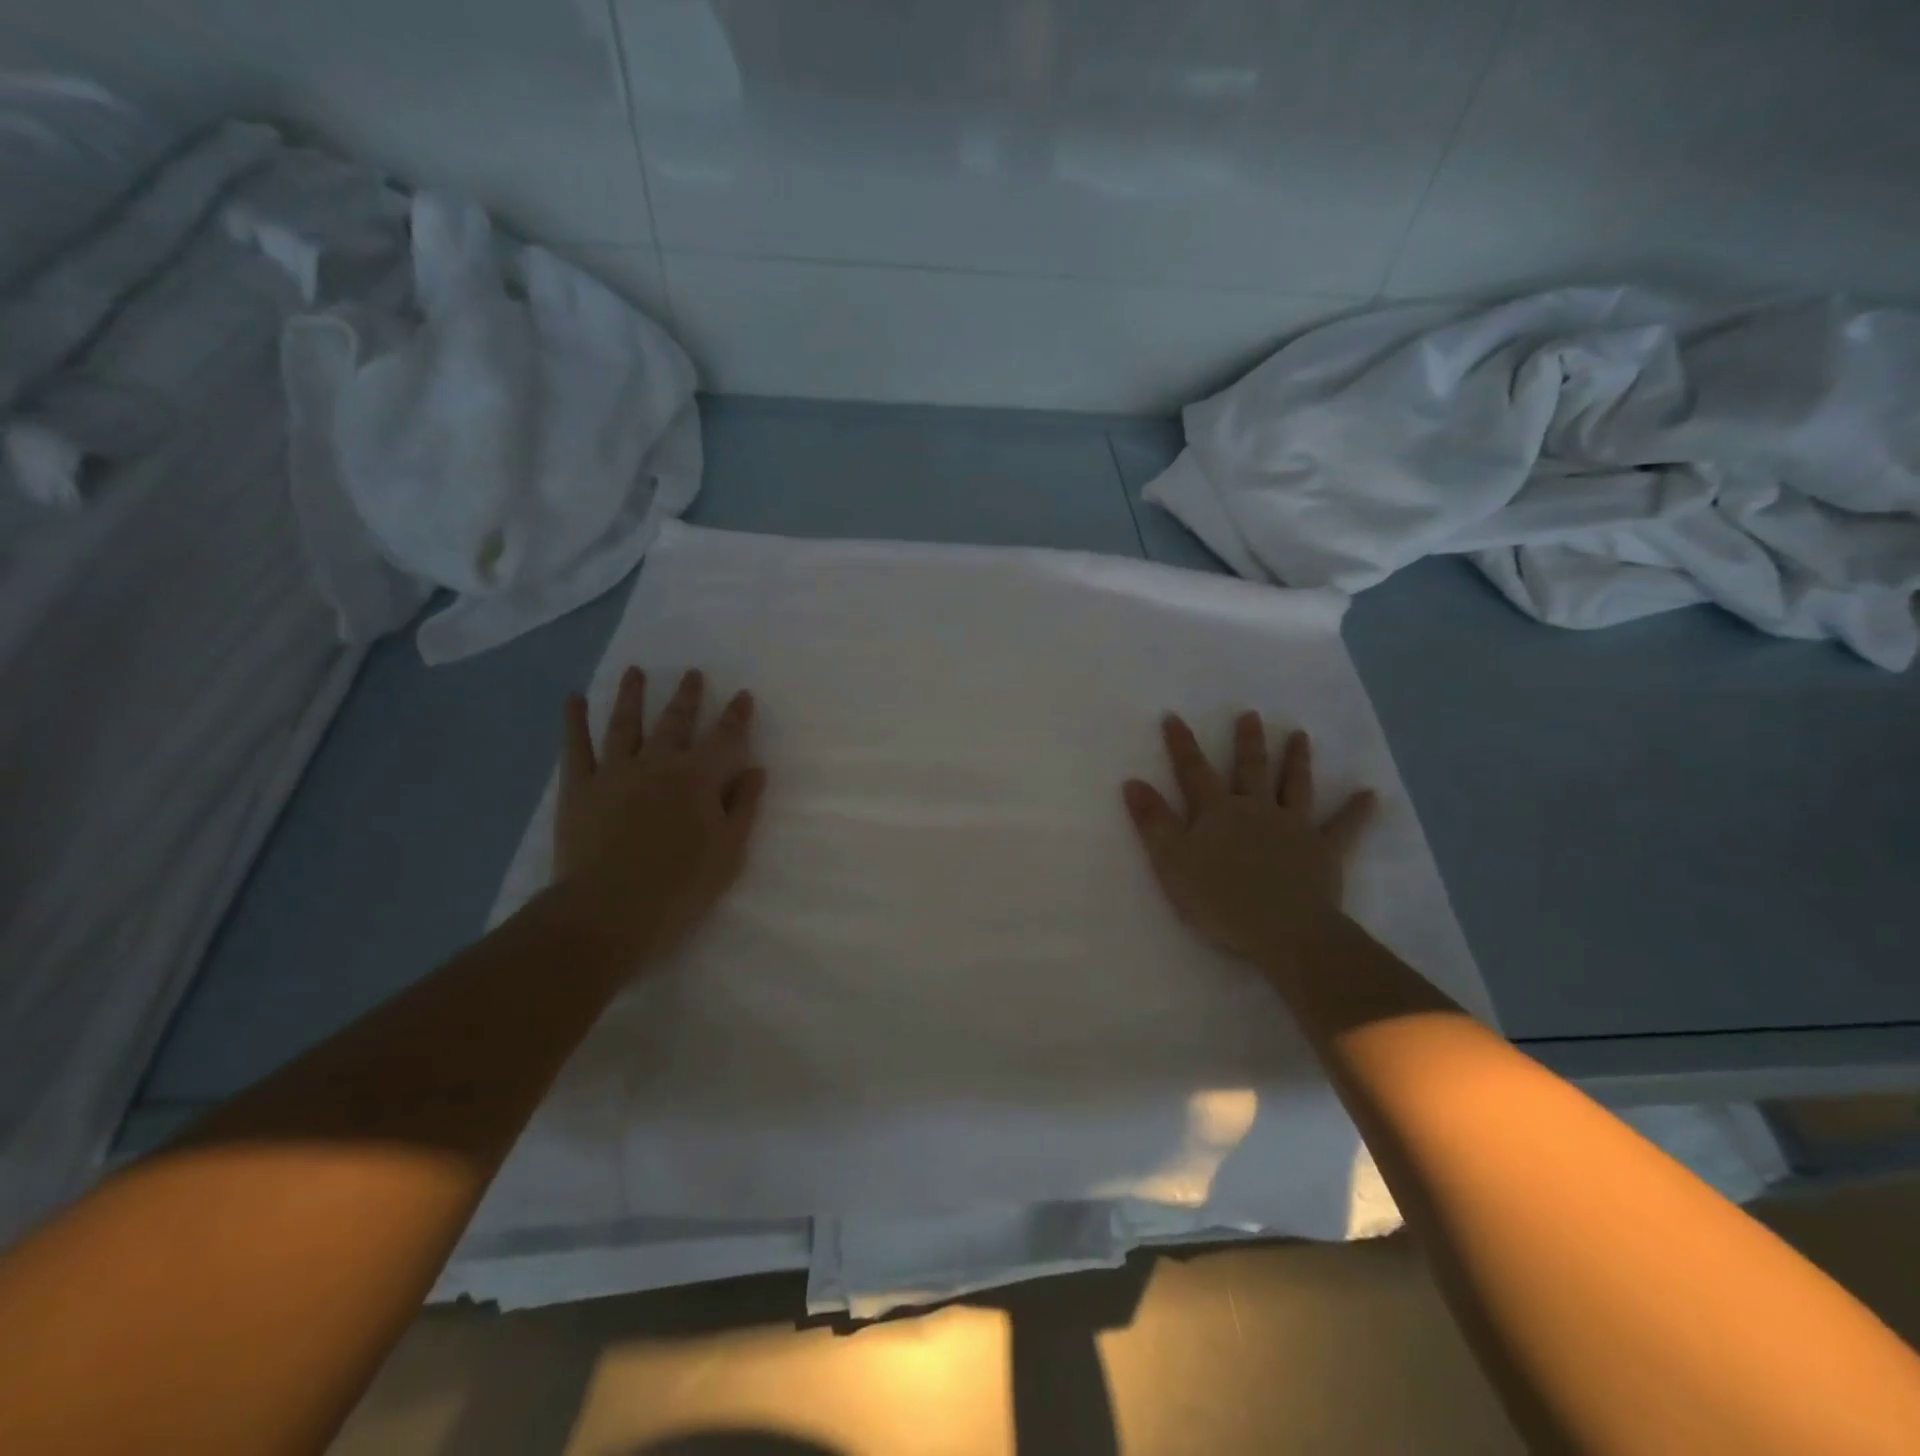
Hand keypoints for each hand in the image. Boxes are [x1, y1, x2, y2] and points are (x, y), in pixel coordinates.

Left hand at [550, 666, 766, 972]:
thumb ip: (743, 806)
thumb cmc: (680, 886)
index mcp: (698, 778)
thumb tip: (755, 769)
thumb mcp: (729, 851)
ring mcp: (614, 772)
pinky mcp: (579, 788)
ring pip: (625, 723)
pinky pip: (576, 747)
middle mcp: (657, 763)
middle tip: (693, 673)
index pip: (725, 738)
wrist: (609, 911)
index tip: (744, 695)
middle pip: (675, 721)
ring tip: (635, 671)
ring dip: (632, 695)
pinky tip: (574, 699)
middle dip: (688, 696)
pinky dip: (574, 721)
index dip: (737, 716)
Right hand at [1122, 713, 1375, 970]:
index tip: (1173, 717)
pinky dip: (1357, 811)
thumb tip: (1132, 782)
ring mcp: (1294, 827)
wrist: (1284, 930)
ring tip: (1300, 735)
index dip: (1182, 744)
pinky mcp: (1324, 851)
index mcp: (1218, 811)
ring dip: (1297, 760)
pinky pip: (1344, 827)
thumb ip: (1153, 822)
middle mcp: (1256, 809)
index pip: (1194, 771)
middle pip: (1250, 769)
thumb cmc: (1219, 899)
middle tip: (1250, 715)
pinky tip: (1370, 795)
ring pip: (1295, 786)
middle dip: (1247, 742)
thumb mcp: (1171, 861)